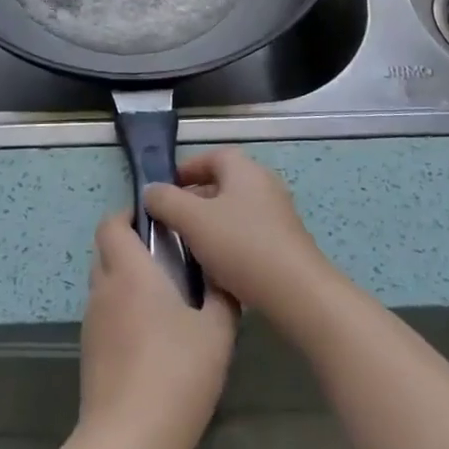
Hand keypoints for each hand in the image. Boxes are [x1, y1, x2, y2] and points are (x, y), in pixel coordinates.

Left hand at [79, 210, 236, 448]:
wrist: (129, 437)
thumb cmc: (177, 373)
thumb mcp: (217, 332)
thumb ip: (221, 297)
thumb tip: (222, 278)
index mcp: (130, 271)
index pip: (112, 223)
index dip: (129, 215)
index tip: (158, 221)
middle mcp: (104, 288)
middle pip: (105, 250)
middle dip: (130, 244)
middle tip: (168, 257)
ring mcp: (92, 321)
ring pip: (104, 282)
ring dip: (126, 279)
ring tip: (164, 299)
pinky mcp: (89, 350)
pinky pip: (104, 313)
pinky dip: (122, 310)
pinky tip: (151, 337)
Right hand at [142, 149, 334, 319]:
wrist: (297, 293)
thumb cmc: (241, 246)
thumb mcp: (192, 220)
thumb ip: (166, 201)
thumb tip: (151, 190)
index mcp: (245, 170)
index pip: (212, 155)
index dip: (186, 169)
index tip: (164, 190)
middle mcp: (264, 185)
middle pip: (223, 182)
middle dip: (194, 198)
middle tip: (170, 220)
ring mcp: (277, 214)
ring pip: (233, 210)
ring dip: (209, 223)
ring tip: (187, 245)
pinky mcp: (283, 243)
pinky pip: (247, 233)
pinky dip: (227, 242)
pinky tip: (214, 266)